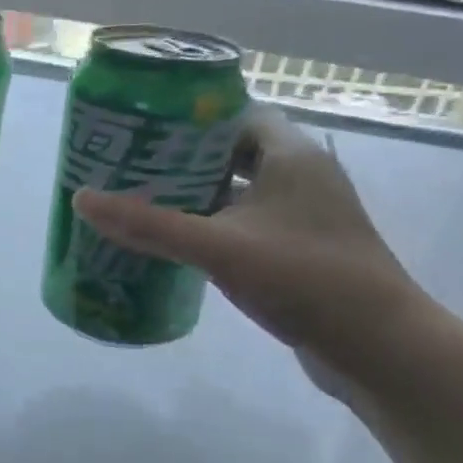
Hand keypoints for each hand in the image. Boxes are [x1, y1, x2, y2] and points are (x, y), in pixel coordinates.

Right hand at [71, 106, 428, 388]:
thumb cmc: (304, 278)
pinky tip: (181, 245)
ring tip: (145, 203)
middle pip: (233, 152)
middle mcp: (302, 176)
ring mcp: (305, 215)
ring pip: (241, 192)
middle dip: (184, 161)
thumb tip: (82, 199)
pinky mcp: (302, 250)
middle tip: (132, 169)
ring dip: (199, 197)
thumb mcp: (219, 247)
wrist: (380, 347)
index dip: (190, 120)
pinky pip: (250, 225)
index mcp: (291, 154)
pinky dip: (217, 227)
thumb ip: (150, 224)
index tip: (143, 131)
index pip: (235, 115)